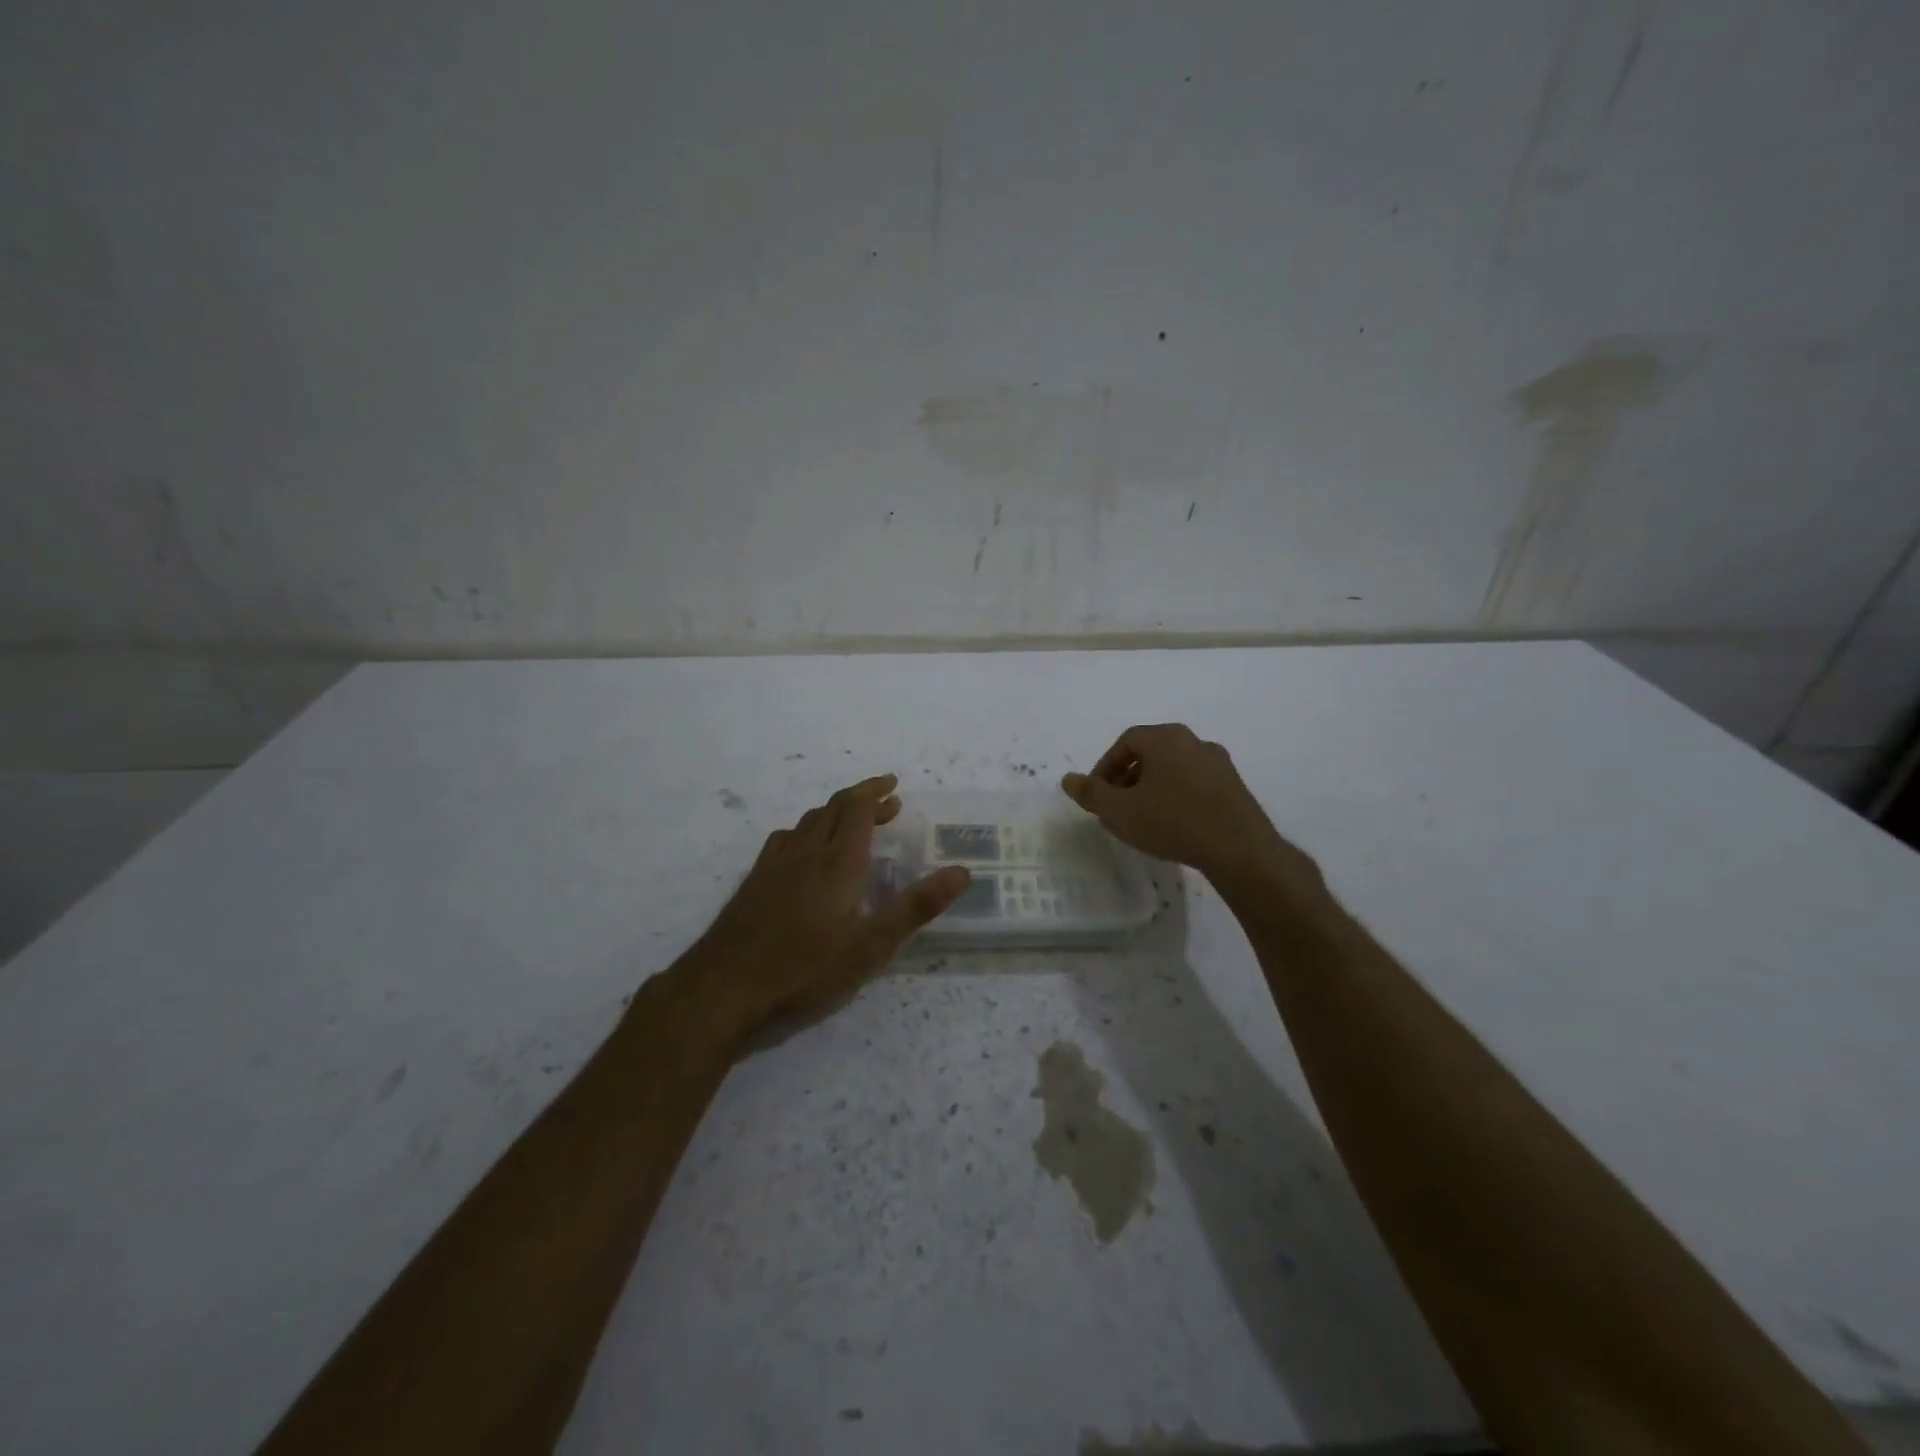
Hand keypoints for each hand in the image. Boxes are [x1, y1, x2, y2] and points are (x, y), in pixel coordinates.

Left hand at [674, 775, 970, 1042]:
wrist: (723, 988)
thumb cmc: (805, 968)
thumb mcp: (871, 946)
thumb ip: (917, 906)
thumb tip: (962, 872)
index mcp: (837, 861)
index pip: (857, 809)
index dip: (876, 792)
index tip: (894, 786)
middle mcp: (805, 852)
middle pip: (833, 808)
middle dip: (861, 799)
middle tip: (887, 803)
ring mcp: (774, 865)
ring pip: (807, 821)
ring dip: (834, 813)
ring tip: (852, 823)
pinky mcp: (754, 882)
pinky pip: (785, 839)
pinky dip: (806, 831)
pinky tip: (804, 851)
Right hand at [1061, 724, 1319, 894]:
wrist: (1239, 848)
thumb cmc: (1171, 821)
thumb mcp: (1119, 811)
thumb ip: (1091, 794)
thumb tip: (1068, 779)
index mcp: (1165, 738)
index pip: (1125, 741)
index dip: (1105, 767)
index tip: (1098, 795)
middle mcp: (1193, 741)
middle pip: (1151, 753)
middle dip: (1128, 777)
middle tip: (1117, 806)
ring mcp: (1218, 762)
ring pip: (1174, 768)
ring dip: (1153, 787)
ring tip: (1144, 818)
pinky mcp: (1235, 786)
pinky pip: (1195, 783)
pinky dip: (1178, 796)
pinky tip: (1175, 824)